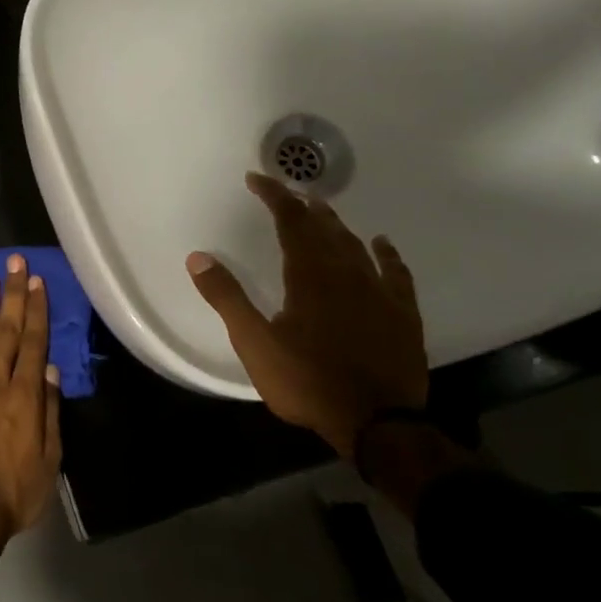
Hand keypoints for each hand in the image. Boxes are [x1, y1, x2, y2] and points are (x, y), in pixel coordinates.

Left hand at [0, 254, 62, 563]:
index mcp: (24, 395)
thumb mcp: (49, 458)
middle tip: (14, 263)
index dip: (36, 310)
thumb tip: (50, 371)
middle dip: (12, 295)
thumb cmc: (14, 491)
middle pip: (5, 330)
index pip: (33, 342)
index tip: (37, 281)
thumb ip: (49, 410)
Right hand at [187, 173, 427, 458]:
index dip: (274, 196)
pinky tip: (381, 244)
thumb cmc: (307, 381)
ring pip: (356, 245)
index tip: (256, 179)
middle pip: (324, 227)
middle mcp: (346, 273)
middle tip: (286, 192)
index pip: (290, 221)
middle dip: (302, 205)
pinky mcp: (402, 313)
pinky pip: (395, 272)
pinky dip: (386, 253)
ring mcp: (379, 292)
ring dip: (336, 224)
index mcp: (309, 276)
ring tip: (322, 209)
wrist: (377, 422)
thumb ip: (227, 298)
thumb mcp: (255, 343)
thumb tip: (198, 257)